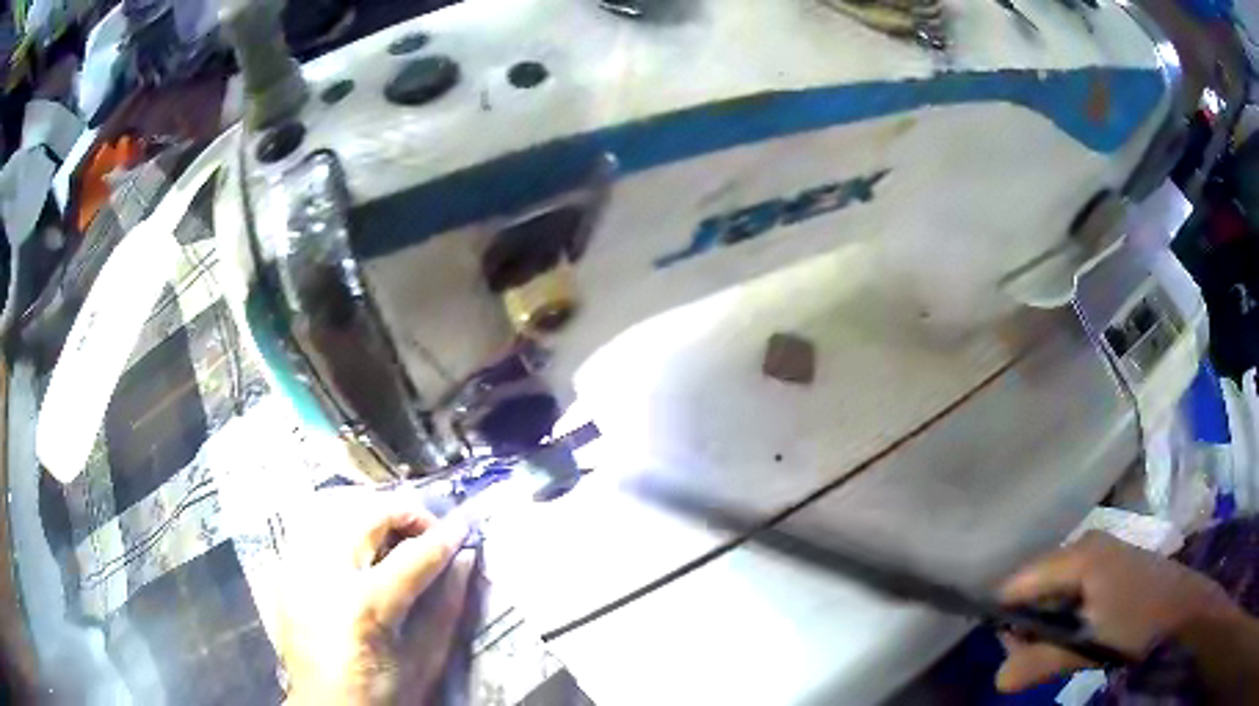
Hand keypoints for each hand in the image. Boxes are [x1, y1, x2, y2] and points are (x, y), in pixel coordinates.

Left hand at [277, 487, 475, 705]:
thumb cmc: (383, 693)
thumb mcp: (425, 660)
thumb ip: (446, 607)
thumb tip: (464, 559)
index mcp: (365, 606)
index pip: (414, 556)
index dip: (445, 537)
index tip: (464, 527)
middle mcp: (325, 575)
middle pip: (367, 516)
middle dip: (405, 513)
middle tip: (428, 530)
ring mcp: (298, 568)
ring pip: (335, 510)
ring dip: (371, 516)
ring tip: (393, 536)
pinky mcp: (285, 571)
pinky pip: (312, 528)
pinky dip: (340, 527)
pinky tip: (357, 548)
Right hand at [995, 530, 1239, 692]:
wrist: (1185, 607)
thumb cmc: (1138, 621)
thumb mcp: (1088, 646)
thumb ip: (1040, 662)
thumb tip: (998, 680)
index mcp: (1078, 554)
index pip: (1018, 583)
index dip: (1005, 619)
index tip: (1012, 655)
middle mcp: (1084, 545)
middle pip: (1033, 587)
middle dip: (1028, 627)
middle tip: (1039, 660)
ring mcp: (1099, 554)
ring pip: (1052, 593)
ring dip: (1047, 627)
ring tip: (1061, 652)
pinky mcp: (1109, 568)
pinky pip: (1071, 593)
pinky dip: (1065, 620)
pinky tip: (1077, 638)